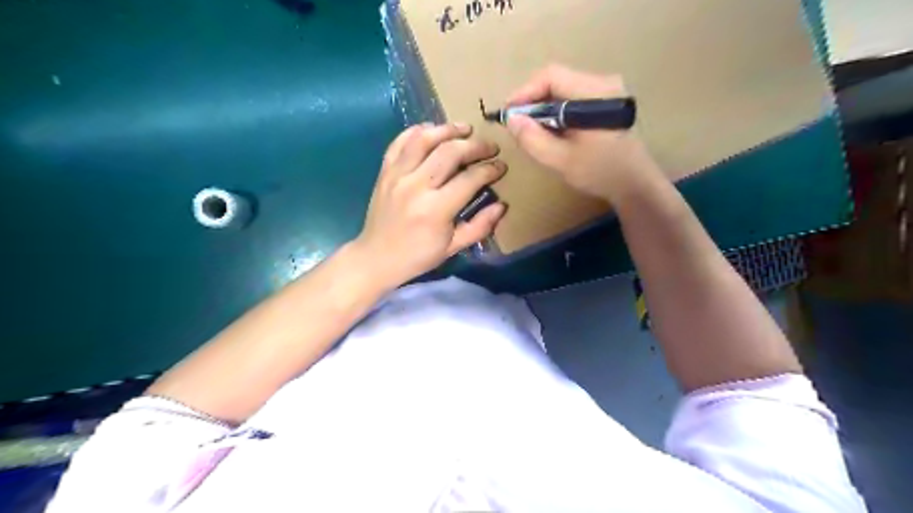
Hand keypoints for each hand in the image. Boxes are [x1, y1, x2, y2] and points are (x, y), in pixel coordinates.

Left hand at [352, 119, 506, 285]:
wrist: (376, 258)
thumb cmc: (417, 256)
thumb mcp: (453, 247)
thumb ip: (480, 226)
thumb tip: (502, 205)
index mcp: (435, 210)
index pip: (470, 179)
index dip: (490, 170)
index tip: (501, 167)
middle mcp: (416, 186)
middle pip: (450, 152)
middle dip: (475, 146)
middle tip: (490, 147)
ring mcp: (397, 176)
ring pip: (424, 139)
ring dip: (447, 129)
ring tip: (464, 129)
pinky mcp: (384, 171)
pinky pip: (399, 142)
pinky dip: (416, 131)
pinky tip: (432, 130)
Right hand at [507, 66, 663, 204]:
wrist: (636, 185)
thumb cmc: (600, 173)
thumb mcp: (560, 159)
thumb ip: (532, 139)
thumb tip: (511, 119)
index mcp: (595, 93)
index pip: (551, 76)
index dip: (525, 92)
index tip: (509, 113)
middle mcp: (603, 83)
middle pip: (557, 81)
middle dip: (532, 101)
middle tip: (517, 124)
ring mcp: (607, 91)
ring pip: (564, 90)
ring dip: (543, 108)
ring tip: (531, 130)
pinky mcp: (607, 103)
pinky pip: (573, 99)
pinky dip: (557, 112)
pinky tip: (550, 131)